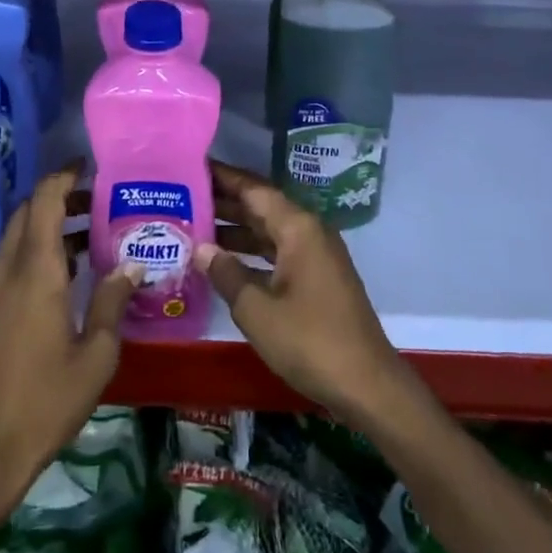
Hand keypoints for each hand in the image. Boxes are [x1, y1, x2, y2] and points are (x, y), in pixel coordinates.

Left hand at [0, 163, 138, 513]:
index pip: (44, 201)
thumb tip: (132, 266)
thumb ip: (113, 302)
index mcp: (36, 271)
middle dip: (59, 195)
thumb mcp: (96, 355)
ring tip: (91, 230)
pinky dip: (39, 248)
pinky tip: (70, 271)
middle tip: (98, 199)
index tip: (90, 166)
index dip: (64, 176)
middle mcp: (10, 270)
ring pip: (19, 235)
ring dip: (49, 222)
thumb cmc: (46, 401)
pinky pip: (15, 259)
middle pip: (28, 212)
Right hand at [199, 161, 416, 428]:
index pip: (254, 189)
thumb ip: (226, 274)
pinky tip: (224, 262)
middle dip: (224, 202)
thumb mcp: (257, 310)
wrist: (368, 385)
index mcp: (298, 228)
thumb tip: (200, 249)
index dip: (223, 177)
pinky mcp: (318, 278)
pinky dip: (252, 253)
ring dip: (236, 230)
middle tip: (183, 197)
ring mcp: (316, 256)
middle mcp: (309, 232)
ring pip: (269, 231)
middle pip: (262, 207)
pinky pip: (278, 252)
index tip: (193, 167)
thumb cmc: (310, 341)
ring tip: (194, 227)